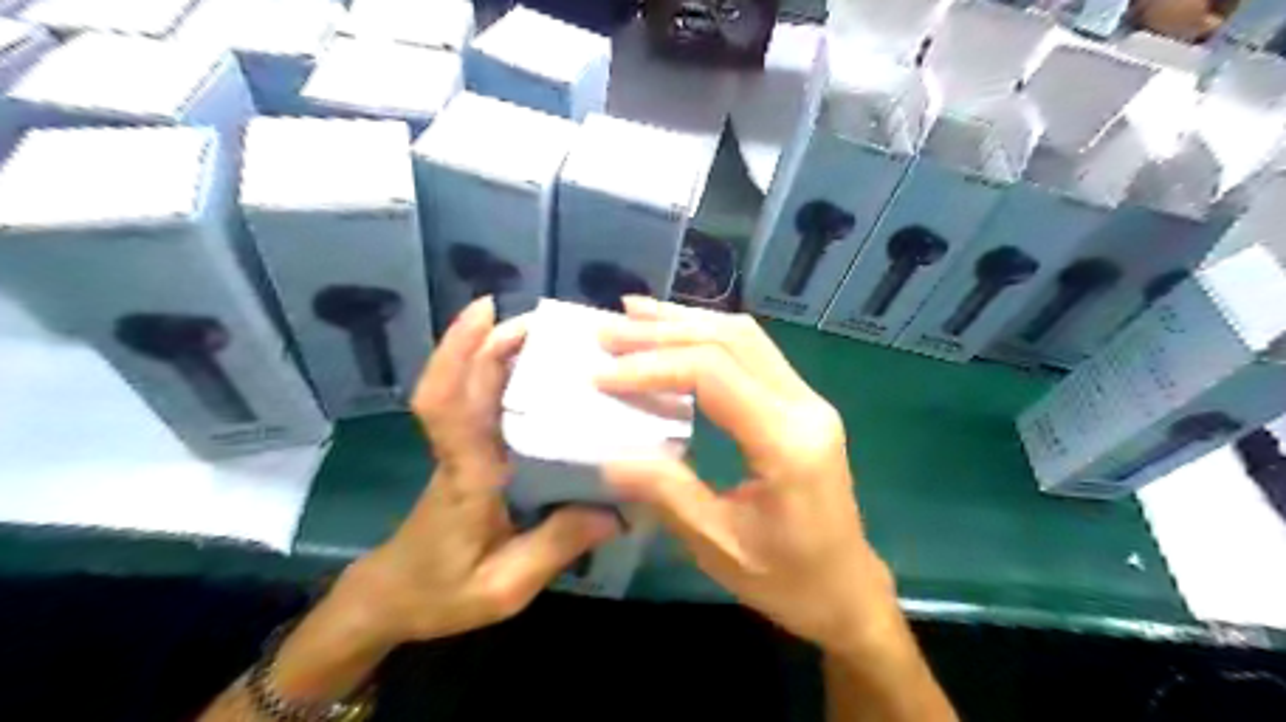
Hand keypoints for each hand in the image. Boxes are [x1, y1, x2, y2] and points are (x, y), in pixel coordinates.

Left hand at [352, 296, 619, 646]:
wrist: (391, 600)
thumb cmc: (440, 593)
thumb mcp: (505, 586)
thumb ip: (557, 545)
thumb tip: (618, 507)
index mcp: (466, 475)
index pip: (447, 404)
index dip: (458, 351)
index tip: (486, 311)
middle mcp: (461, 451)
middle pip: (463, 381)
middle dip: (495, 339)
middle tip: (546, 321)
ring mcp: (462, 450)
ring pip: (472, 388)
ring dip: (500, 352)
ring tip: (551, 338)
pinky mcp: (471, 456)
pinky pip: (485, 406)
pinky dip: (505, 379)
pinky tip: (543, 379)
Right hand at [599, 295, 895, 653]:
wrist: (846, 589)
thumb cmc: (786, 579)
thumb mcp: (718, 546)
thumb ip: (666, 493)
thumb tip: (608, 455)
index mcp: (787, 443)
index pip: (714, 375)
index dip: (653, 367)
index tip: (601, 375)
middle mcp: (805, 406)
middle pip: (731, 340)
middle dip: (663, 332)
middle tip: (606, 331)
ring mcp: (808, 398)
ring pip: (744, 336)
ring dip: (685, 321)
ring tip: (633, 314)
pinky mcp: (801, 402)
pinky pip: (753, 352)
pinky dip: (707, 335)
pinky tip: (675, 333)